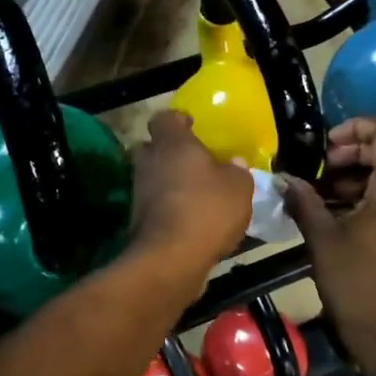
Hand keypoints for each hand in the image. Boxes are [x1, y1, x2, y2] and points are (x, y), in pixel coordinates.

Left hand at [127, 111, 252, 276]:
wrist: (170, 258)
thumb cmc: (208, 210)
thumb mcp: (239, 187)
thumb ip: (237, 170)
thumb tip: (234, 162)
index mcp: (173, 143)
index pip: (165, 118)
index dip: (178, 120)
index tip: (192, 126)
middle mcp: (150, 161)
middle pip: (151, 146)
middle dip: (168, 151)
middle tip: (191, 160)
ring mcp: (138, 191)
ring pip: (151, 176)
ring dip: (167, 181)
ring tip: (194, 192)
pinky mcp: (136, 219)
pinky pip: (153, 203)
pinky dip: (167, 206)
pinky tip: (188, 218)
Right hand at [282, 118, 375, 361]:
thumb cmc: (356, 284)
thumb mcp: (322, 239)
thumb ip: (303, 201)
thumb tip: (282, 178)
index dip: (358, 125)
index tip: (328, 144)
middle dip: (355, 148)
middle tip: (323, 165)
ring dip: (358, 170)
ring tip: (324, 188)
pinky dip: (366, 190)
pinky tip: (336, 209)